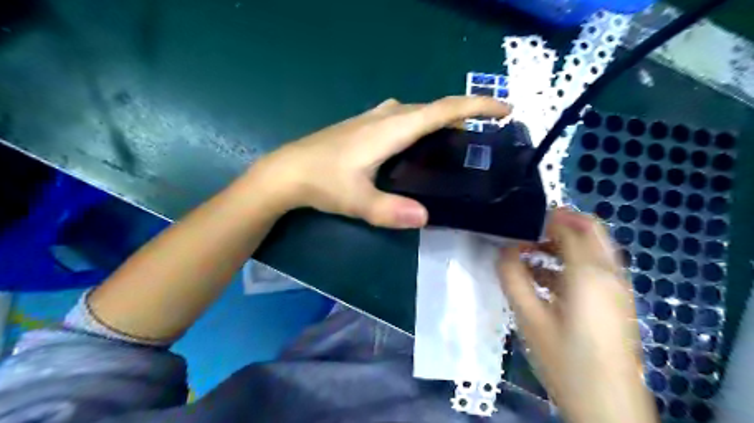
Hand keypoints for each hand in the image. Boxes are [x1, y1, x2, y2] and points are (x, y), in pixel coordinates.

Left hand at [250, 96, 507, 228]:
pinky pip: (404, 118)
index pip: (442, 110)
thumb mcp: (357, 201)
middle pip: (434, 109)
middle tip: (482, 139)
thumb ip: (390, 211)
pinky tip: (419, 147)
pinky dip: (421, 125)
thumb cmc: (322, 181)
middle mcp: (387, 115)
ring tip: (455, 145)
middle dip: (463, 117)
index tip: (503, 110)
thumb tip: (425, 218)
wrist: (288, 171)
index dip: (476, 108)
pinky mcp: (365, 125)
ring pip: (418, 112)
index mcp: (392, 128)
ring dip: (441, 121)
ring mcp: (374, 117)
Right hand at [499, 209, 657, 422]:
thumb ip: (512, 276)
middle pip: (589, 229)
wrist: (607, 404)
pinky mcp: (616, 300)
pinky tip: (543, 277)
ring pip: (592, 247)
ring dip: (562, 243)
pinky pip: (594, 266)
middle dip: (557, 223)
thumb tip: (504, 249)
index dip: (542, 218)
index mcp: (590, 272)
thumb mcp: (528, 317)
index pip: (568, 226)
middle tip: (525, 230)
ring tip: (528, 252)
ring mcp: (617, 286)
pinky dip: (570, 261)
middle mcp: (610, 272)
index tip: (516, 222)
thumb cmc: (564, 359)